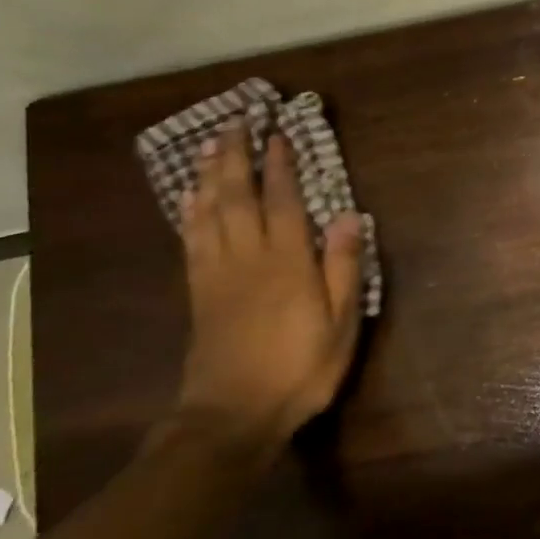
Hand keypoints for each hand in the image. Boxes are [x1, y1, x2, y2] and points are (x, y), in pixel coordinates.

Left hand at [174, 124, 366, 454]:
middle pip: (238, 196)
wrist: (233, 414)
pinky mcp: (199, 291)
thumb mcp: (340, 323)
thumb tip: (350, 216)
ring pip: (209, 211)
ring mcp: (217, 273)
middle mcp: (248, 257)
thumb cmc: (300, 368)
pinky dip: (190, 211)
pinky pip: (192, 239)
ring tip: (209, 146)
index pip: (283, 201)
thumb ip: (344, 267)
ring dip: (208, 175)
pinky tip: (190, 196)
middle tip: (235, 123)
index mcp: (287, 263)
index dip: (280, 166)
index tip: (277, 135)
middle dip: (236, 157)